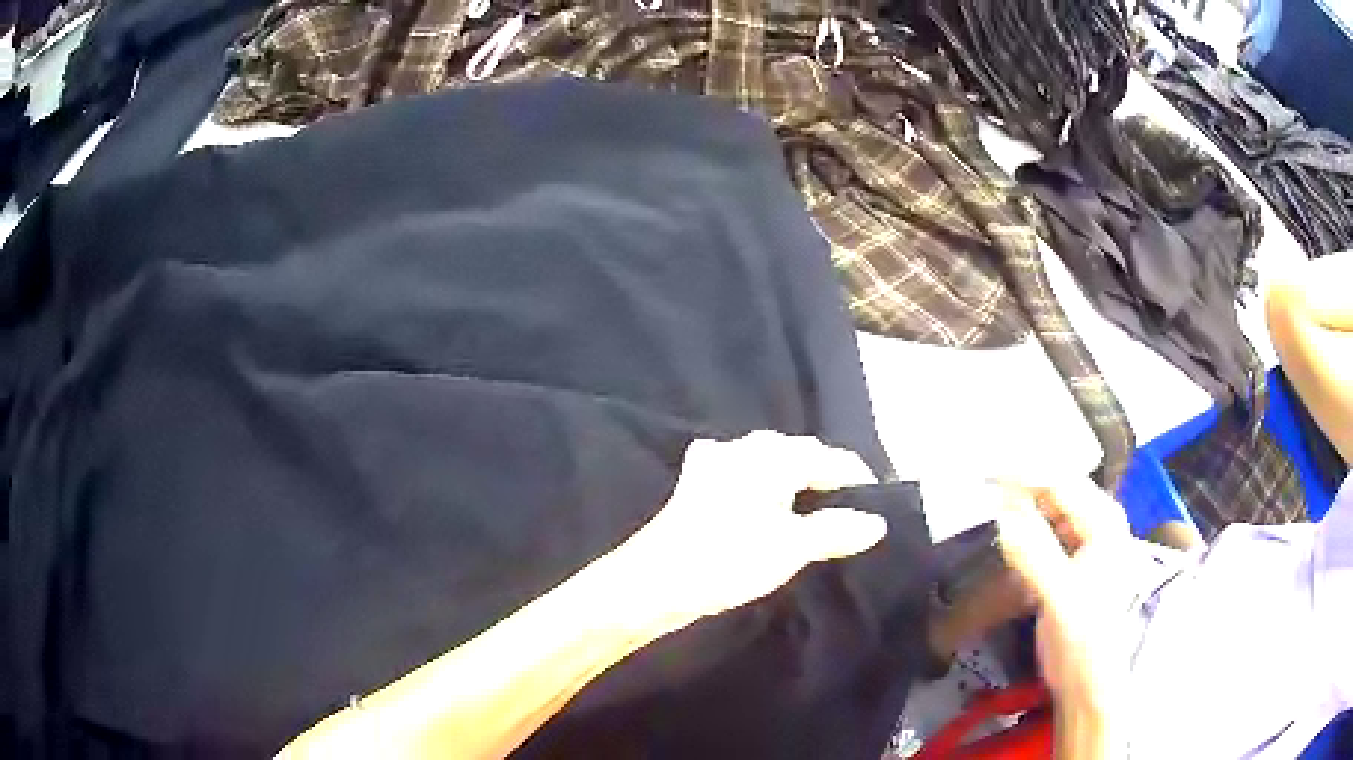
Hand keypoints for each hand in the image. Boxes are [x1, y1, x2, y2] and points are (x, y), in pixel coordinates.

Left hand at [616, 432, 885, 629]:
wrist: (654, 582)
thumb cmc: (728, 558)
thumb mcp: (792, 546)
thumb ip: (837, 530)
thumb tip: (877, 523)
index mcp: (769, 456)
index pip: (826, 457)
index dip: (856, 475)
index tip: (880, 496)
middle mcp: (741, 449)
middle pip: (797, 455)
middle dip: (826, 474)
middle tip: (854, 500)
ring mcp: (715, 466)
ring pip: (769, 466)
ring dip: (795, 481)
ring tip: (819, 503)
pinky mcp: (698, 488)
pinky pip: (747, 479)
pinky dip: (766, 489)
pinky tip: (768, 503)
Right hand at [996, 481, 1130, 757]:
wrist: (1086, 680)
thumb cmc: (1082, 637)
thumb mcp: (1059, 596)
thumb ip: (1034, 554)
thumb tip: (1001, 515)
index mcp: (1104, 523)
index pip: (1062, 483)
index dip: (1025, 475)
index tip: (985, 473)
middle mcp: (1098, 523)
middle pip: (1056, 491)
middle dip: (1021, 486)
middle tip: (981, 483)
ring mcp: (1085, 542)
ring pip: (1049, 511)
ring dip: (1020, 507)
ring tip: (988, 502)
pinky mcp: (1070, 563)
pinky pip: (1045, 533)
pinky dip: (1024, 531)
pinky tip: (1005, 534)